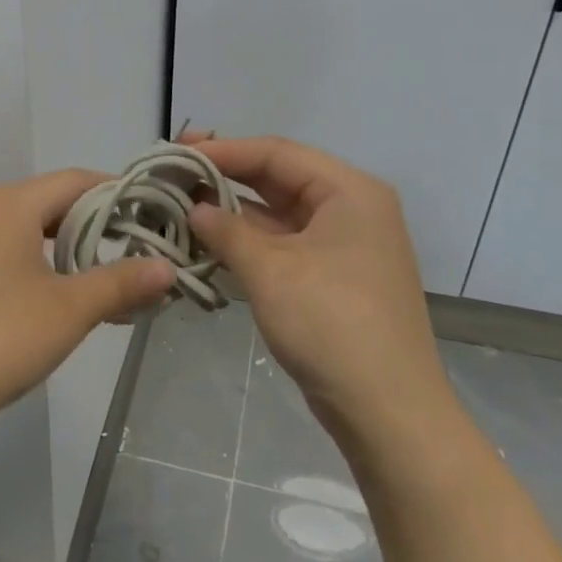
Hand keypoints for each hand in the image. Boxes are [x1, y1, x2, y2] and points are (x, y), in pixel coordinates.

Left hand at [0, 170, 174, 453]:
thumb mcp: (69, 310)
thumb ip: (121, 283)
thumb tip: (168, 269)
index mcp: (9, 204)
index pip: (77, 180)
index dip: (120, 194)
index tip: (154, 218)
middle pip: (51, 203)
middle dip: (96, 228)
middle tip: (135, 256)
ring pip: (26, 232)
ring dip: (66, 253)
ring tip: (101, 285)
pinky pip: (1, 254)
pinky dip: (35, 268)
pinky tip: (52, 304)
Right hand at [183, 134, 450, 433]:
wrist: (387, 410)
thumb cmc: (331, 324)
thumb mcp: (271, 271)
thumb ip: (227, 231)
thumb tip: (194, 208)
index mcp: (349, 192)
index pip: (277, 153)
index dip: (223, 151)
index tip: (175, 154)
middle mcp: (351, 209)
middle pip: (279, 179)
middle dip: (226, 177)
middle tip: (174, 175)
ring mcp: (344, 246)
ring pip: (279, 214)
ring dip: (234, 213)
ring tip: (181, 207)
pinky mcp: (334, 278)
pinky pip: (285, 245)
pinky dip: (249, 243)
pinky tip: (210, 243)